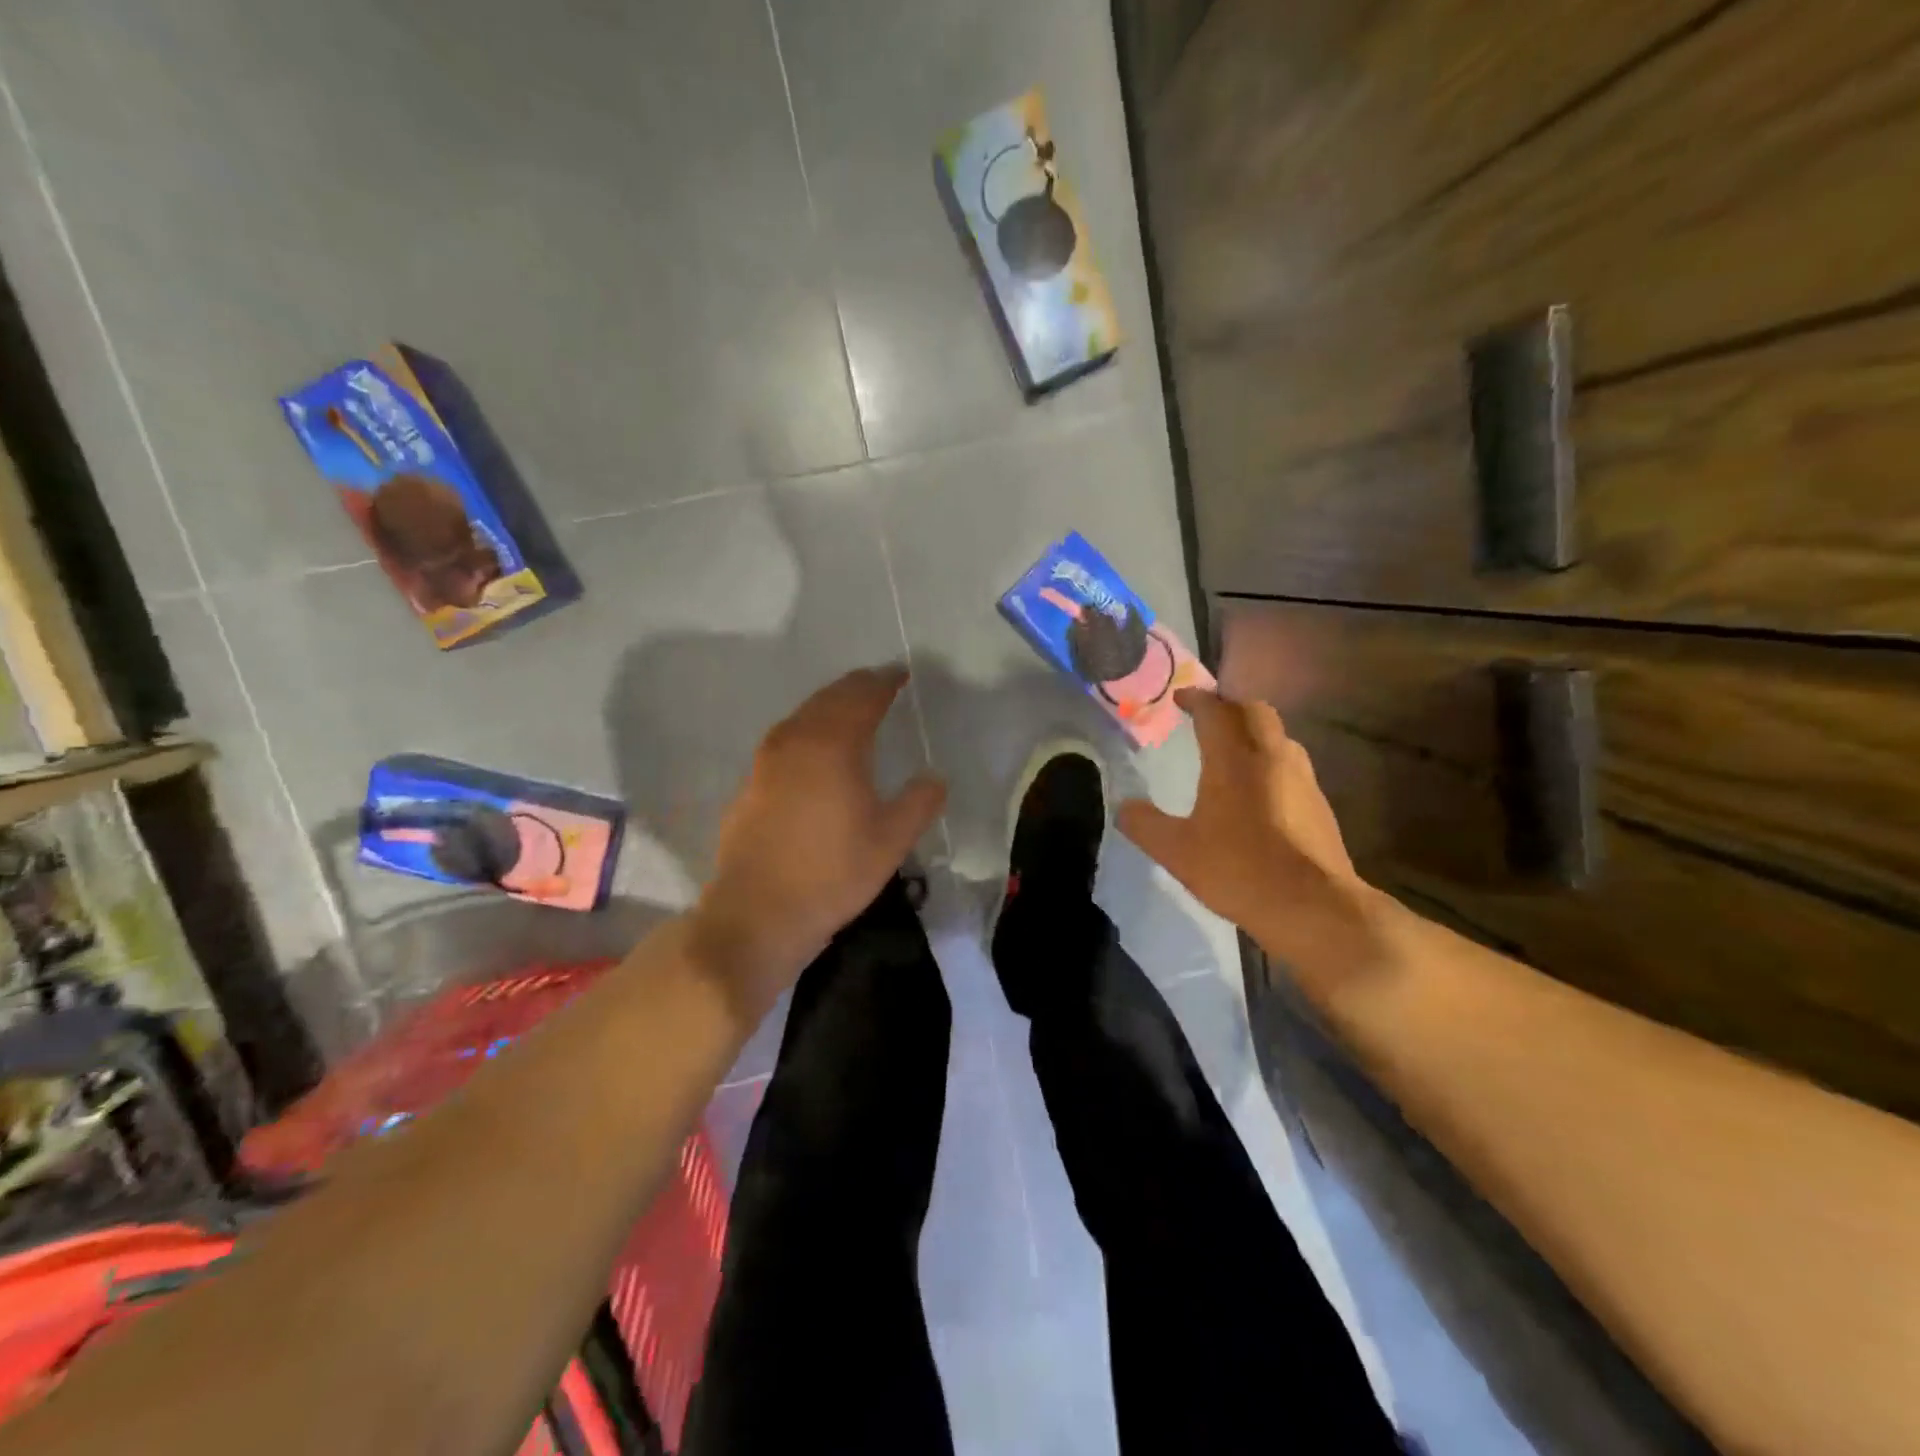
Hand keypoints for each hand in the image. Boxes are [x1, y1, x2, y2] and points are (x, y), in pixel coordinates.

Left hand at [690, 666, 946, 1020]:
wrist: (758, 913)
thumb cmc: (833, 874)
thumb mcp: (891, 840)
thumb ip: (919, 802)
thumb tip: (934, 777)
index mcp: (834, 744)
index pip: (862, 696)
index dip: (884, 682)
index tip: (901, 675)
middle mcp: (796, 740)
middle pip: (829, 698)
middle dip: (856, 688)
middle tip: (879, 685)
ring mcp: (766, 761)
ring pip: (802, 716)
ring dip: (829, 706)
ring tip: (850, 711)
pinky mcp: (750, 784)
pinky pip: (786, 740)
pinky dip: (808, 732)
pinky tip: (815, 752)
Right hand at [1117, 688, 1376, 978]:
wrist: (1314, 907)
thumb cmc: (1240, 870)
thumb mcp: (1177, 852)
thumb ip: (1145, 825)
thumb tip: (1123, 807)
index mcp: (1234, 758)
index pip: (1214, 710)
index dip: (1196, 698)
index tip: (1180, 698)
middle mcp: (1271, 756)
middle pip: (1254, 710)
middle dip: (1229, 706)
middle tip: (1207, 717)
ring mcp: (1302, 778)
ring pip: (1278, 736)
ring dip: (1253, 731)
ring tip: (1231, 750)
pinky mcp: (1319, 803)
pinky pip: (1291, 764)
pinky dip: (1270, 760)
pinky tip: (1258, 790)